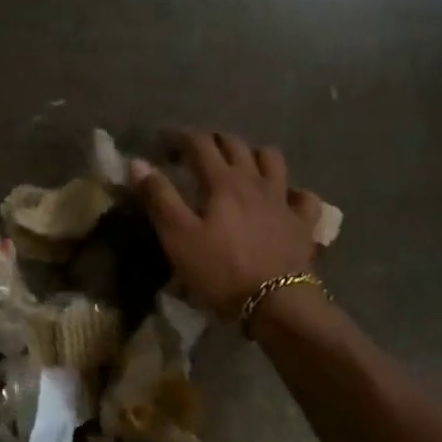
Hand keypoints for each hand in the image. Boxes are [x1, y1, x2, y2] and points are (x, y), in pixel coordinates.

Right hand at [130, 129, 323, 319]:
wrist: (276, 303)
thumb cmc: (221, 271)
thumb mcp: (178, 237)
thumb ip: (159, 197)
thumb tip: (138, 163)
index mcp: (223, 181)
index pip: (200, 144)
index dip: (179, 138)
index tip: (163, 143)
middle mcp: (255, 181)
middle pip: (236, 145)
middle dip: (213, 141)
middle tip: (196, 152)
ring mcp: (284, 200)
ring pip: (272, 160)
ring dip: (254, 155)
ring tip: (240, 166)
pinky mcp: (303, 223)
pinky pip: (304, 197)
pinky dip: (292, 192)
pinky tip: (284, 198)